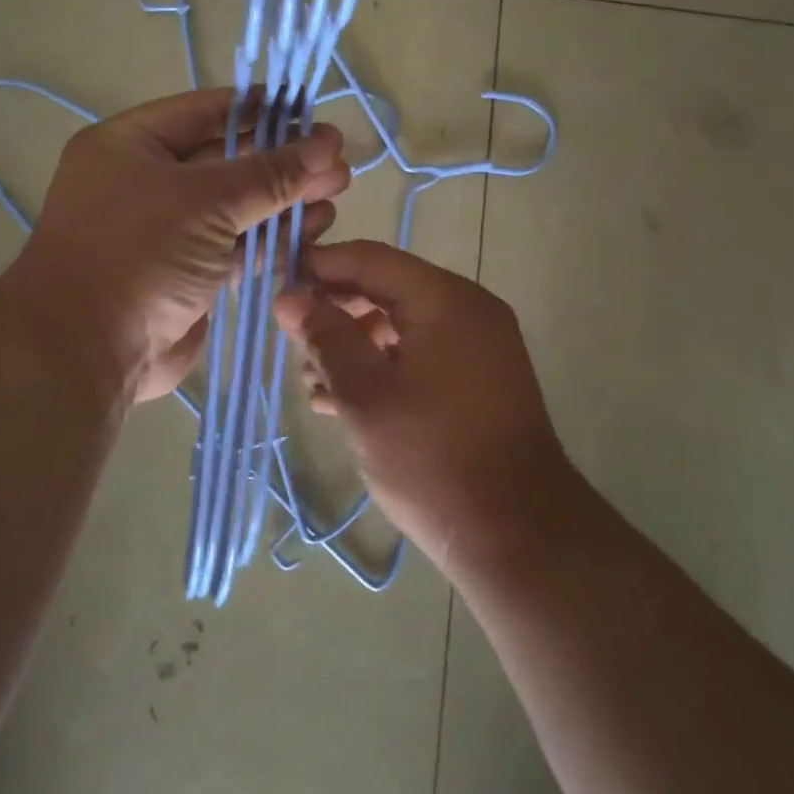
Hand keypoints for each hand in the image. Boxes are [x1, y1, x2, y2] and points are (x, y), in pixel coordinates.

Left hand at [5, 89, 350, 400]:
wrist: (88, 352)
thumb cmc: (138, 253)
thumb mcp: (205, 200)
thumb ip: (270, 172)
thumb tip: (329, 144)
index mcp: (130, 145)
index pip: (206, 110)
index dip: (261, 109)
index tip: (312, 112)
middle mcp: (146, 181)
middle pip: (228, 159)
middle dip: (284, 160)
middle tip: (338, 161)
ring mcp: (167, 231)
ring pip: (238, 206)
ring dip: (286, 200)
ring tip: (336, 193)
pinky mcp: (189, 273)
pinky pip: (237, 246)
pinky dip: (273, 239)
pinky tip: (313, 230)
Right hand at [273, 240, 574, 574]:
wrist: (517, 534)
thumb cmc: (432, 456)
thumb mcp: (365, 394)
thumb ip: (325, 337)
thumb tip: (289, 297)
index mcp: (445, 299)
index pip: (370, 259)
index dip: (319, 267)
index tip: (276, 286)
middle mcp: (467, 311)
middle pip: (386, 290)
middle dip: (334, 312)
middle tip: (292, 342)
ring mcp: (477, 347)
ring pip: (400, 326)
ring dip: (353, 346)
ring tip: (312, 383)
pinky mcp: (477, 381)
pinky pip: (420, 355)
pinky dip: (382, 368)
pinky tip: (342, 401)